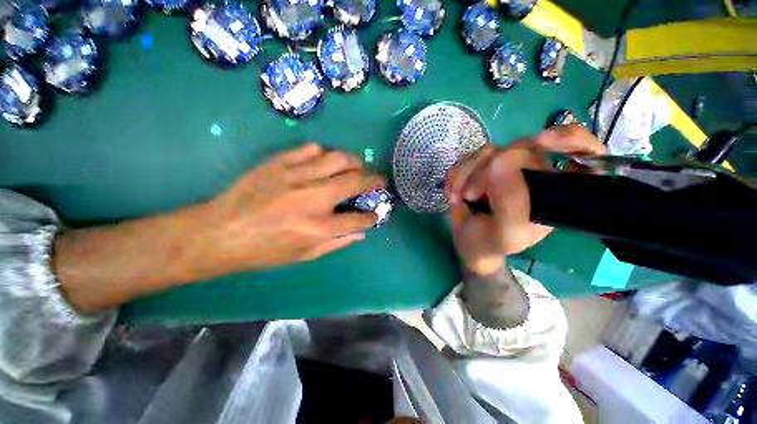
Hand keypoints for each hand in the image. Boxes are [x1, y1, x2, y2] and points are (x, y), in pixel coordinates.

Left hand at [202, 143, 385, 273]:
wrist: (220, 232)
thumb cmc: (264, 250)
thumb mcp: (304, 256)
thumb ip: (337, 243)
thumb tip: (361, 233)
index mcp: (318, 228)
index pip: (358, 219)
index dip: (372, 216)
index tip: (375, 213)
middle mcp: (312, 199)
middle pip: (355, 181)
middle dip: (374, 180)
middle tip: (378, 181)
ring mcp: (296, 176)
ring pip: (339, 158)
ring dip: (355, 162)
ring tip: (357, 168)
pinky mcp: (280, 162)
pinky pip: (313, 149)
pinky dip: (326, 155)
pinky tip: (325, 163)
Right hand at [447, 125, 605, 275]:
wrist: (468, 243)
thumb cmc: (490, 243)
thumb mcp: (508, 233)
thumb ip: (512, 204)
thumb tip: (498, 164)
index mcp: (552, 190)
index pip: (583, 154)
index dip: (572, 139)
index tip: (544, 142)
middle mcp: (533, 173)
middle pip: (517, 147)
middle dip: (484, 174)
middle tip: (472, 197)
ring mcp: (504, 167)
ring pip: (487, 151)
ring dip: (465, 177)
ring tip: (461, 199)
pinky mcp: (481, 166)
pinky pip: (466, 158)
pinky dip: (455, 176)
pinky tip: (454, 194)